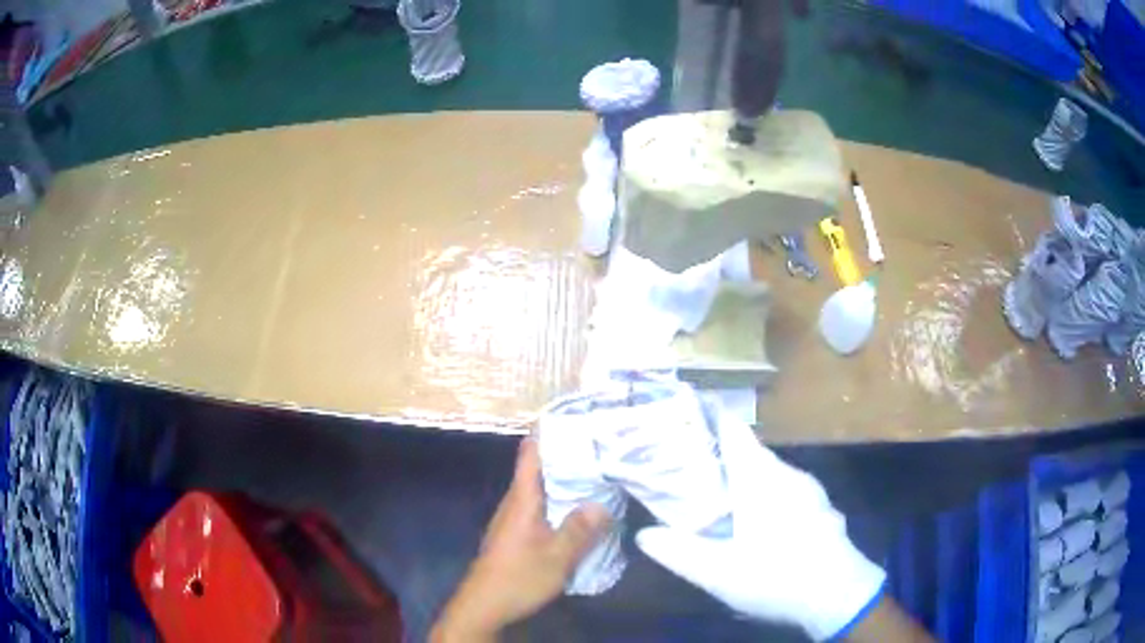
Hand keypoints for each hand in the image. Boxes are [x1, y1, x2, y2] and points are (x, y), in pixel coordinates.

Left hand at [431, 438, 610, 641]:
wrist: (484, 605)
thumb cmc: (518, 577)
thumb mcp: (557, 557)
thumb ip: (580, 530)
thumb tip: (602, 502)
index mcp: (522, 498)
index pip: (531, 453)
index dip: (548, 430)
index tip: (574, 415)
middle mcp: (516, 502)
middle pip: (540, 468)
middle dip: (568, 454)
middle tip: (602, 445)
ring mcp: (515, 518)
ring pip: (542, 488)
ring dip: (566, 479)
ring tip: (599, 472)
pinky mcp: (518, 534)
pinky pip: (542, 506)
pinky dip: (561, 500)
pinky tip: (581, 508)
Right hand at [635, 406, 886, 641]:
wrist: (839, 596)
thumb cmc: (776, 576)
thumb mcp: (717, 572)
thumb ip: (677, 551)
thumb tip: (642, 534)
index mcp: (761, 479)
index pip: (734, 432)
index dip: (710, 416)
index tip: (686, 408)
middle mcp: (788, 475)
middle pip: (750, 453)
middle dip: (721, 454)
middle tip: (689, 465)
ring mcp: (810, 491)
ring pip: (771, 474)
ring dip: (745, 477)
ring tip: (719, 494)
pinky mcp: (822, 509)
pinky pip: (787, 491)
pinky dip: (767, 495)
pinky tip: (761, 523)